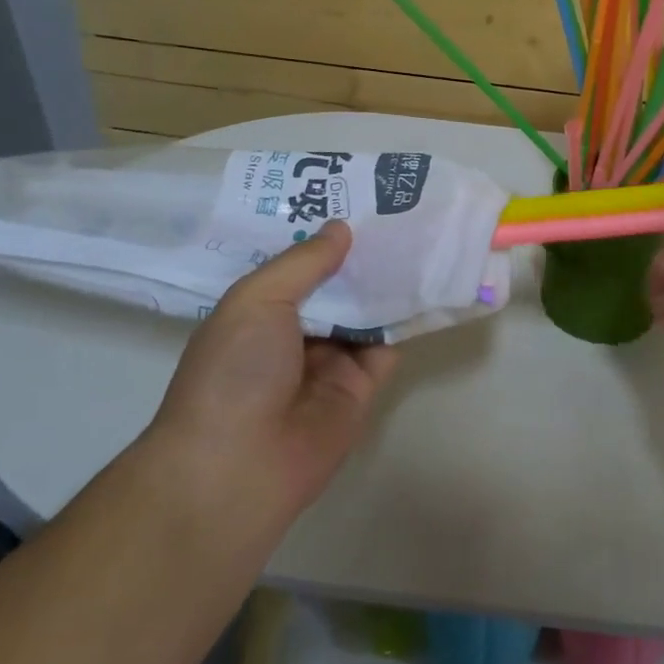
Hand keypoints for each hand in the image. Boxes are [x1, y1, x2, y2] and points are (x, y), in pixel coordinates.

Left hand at [149, 222, 397, 513]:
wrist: (239, 466)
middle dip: (361, 254)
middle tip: (398, 209)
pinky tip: (429, 283)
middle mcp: (295, 334)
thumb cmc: (234, 372)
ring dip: (387, 282)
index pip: (296, 265)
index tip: (353, 197)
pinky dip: (406, 319)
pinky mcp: (361, 389)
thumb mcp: (257, 301)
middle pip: (336, 286)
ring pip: (365, 312)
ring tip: (421, 235)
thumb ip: (304, 263)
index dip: (321, 234)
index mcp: (259, 311)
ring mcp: (329, 362)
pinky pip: (388, 346)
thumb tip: (342, 227)